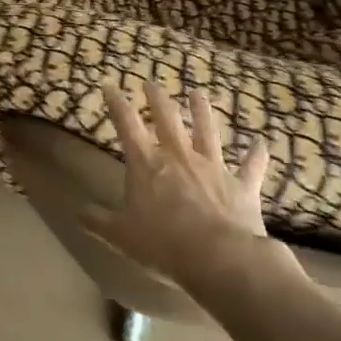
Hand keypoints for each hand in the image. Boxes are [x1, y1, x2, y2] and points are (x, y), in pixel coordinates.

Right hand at [80, 83, 294, 292]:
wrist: (219, 258)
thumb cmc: (163, 244)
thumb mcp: (120, 236)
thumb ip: (98, 221)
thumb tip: (77, 211)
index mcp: (147, 164)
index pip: (127, 124)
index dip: (116, 103)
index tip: (110, 85)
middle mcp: (179, 156)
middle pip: (167, 118)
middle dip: (157, 98)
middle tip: (151, 83)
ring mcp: (213, 167)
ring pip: (207, 130)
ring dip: (202, 111)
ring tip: (198, 93)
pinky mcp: (241, 185)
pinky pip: (251, 166)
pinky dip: (257, 154)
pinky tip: (262, 143)